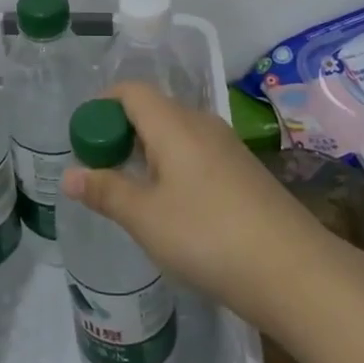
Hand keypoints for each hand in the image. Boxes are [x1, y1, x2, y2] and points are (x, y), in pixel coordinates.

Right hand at [60, 83, 337, 337]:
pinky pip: (197, 154)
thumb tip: (69, 174)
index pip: (130, 91)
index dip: (102, 105)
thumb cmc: (207, 236)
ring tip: (132, 192)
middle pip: (153, 110)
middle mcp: (202, 124)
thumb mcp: (145, 217)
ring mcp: (228, 147)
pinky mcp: (245, 172)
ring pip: (176, 134)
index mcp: (173, 123)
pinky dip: (174, 167)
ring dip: (148, 152)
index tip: (84, 139)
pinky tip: (173, 207)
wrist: (294, 271)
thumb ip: (105, 191)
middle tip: (101, 170)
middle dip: (122, 132)